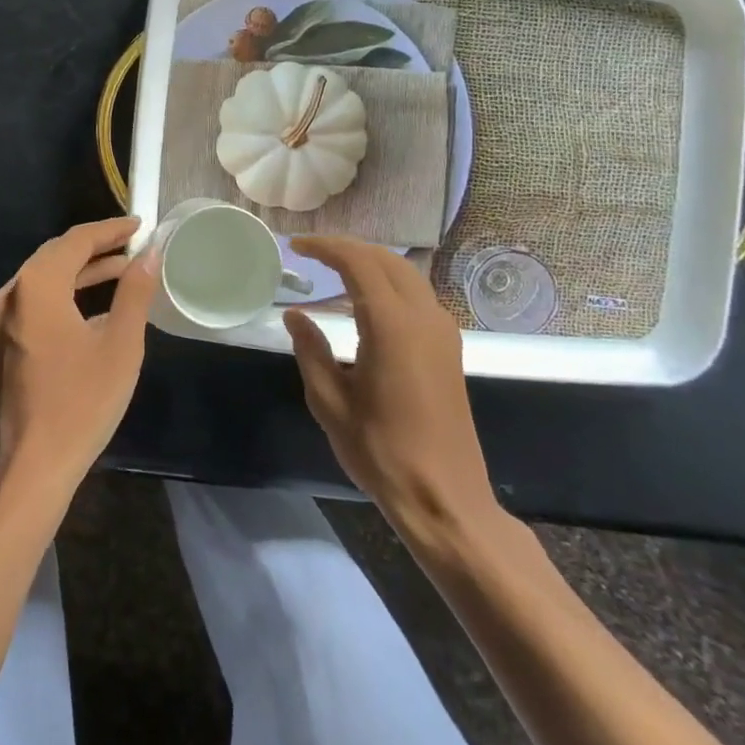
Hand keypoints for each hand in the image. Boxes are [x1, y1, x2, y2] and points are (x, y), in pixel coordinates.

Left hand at [0, 217, 159, 494]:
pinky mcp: (5, 339)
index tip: (140, 225)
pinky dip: (67, 292)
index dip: (110, 230)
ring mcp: (3, 317)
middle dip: (96, 246)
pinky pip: (38, 299)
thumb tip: (150, 254)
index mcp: (37, 286)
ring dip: (83, 270)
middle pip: (56, 254)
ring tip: (123, 268)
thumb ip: (134, 292)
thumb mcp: (119, 344)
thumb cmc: (82, 402)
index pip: (76, 240)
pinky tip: (95, 302)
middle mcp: (12, 292)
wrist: (34, 464)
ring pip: (46, 276)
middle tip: (133, 243)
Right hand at [284, 236, 499, 546]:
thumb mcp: (330, 401)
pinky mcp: (449, 347)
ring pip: (406, 274)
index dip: (325, 247)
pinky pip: (417, 295)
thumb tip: (295, 315)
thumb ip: (310, 350)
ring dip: (370, 263)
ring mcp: (442, 331)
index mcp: (392, 325)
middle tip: (312, 252)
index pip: (358, 263)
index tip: (296, 246)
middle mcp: (423, 317)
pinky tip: (364, 302)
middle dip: (348, 248)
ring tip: (334, 270)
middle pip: (386, 260)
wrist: (445, 497)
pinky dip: (388, 283)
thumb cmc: (381, 451)